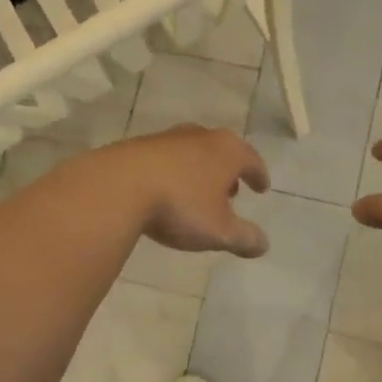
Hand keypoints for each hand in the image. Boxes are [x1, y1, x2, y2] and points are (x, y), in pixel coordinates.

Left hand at [95, 126, 271, 257]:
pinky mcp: (139, 145)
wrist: (118, 186)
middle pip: (222, 151)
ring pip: (193, 153)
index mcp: (227, 151)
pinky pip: (166, 159)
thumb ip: (244, 238)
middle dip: (228, 171)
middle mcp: (200, 136)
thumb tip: (263, 245)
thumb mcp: (219, 231)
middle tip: (232, 191)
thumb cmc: (180, 206)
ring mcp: (168, 138)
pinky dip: (174, 172)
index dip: (259, 176)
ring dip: (200, 171)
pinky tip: (167, 190)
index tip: (262, 187)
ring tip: (199, 193)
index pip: (252, 161)